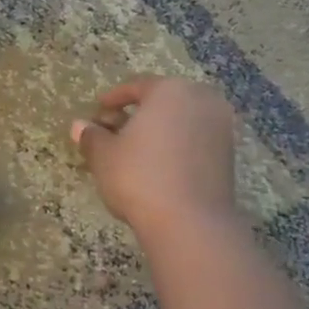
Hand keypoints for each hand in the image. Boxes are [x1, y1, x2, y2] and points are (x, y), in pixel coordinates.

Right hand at [71, 78, 237, 238]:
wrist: (191, 222)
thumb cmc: (140, 176)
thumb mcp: (104, 155)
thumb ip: (92, 136)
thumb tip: (80, 126)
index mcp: (170, 90)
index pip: (137, 86)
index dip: (113, 99)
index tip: (98, 111)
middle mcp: (202, 100)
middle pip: (163, 101)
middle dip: (138, 114)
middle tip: (113, 131)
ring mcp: (221, 127)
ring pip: (181, 121)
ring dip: (158, 131)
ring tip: (133, 152)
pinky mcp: (229, 155)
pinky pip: (195, 140)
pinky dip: (176, 146)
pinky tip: (157, 166)